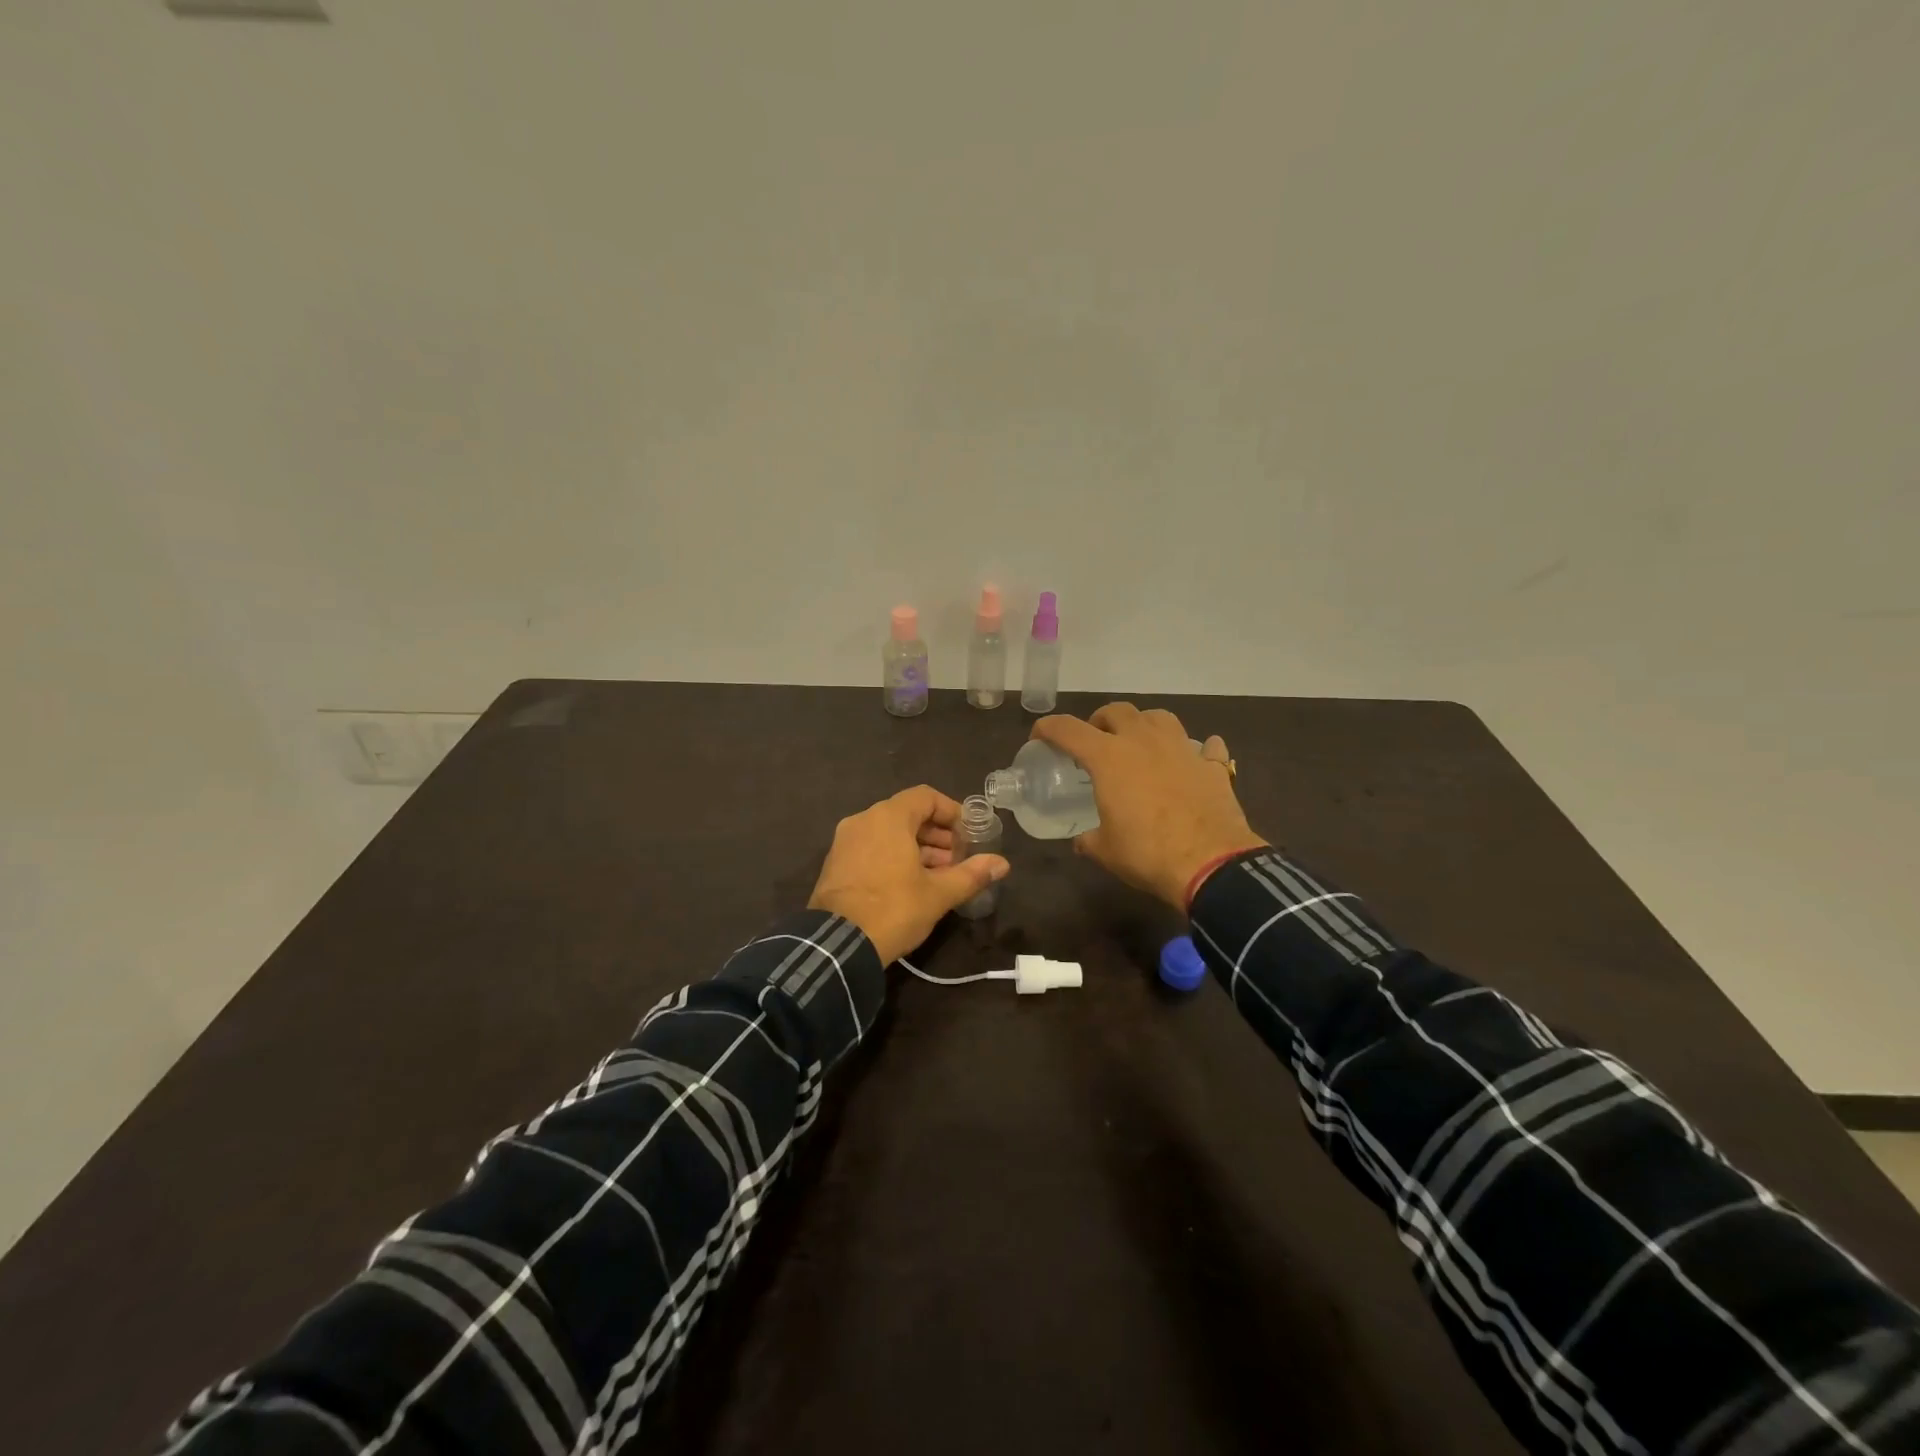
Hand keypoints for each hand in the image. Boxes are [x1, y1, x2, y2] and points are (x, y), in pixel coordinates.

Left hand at [808, 786, 1010, 964]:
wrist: (837, 945)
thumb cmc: (893, 909)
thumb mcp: (938, 894)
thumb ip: (971, 874)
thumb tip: (1002, 863)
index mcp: (888, 817)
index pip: (926, 796)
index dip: (951, 811)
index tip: (968, 834)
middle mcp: (863, 820)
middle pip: (907, 813)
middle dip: (936, 834)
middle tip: (957, 859)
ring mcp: (845, 841)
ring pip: (888, 832)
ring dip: (917, 847)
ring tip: (939, 874)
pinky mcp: (835, 863)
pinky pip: (871, 847)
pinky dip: (893, 855)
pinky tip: (909, 883)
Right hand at [1032, 704, 1266, 908]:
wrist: (1212, 865)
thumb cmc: (1147, 853)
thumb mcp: (1105, 850)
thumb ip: (1089, 839)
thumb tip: (1083, 840)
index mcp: (1109, 757)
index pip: (1068, 729)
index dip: (1048, 728)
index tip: (1040, 736)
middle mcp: (1144, 742)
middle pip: (1117, 711)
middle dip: (1099, 720)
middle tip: (1094, 740)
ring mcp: (1182, 749)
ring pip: (1159, 717)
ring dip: (1143, 724)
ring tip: (1139, 743)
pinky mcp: (1212, 767)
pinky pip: (1206, 747)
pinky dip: (1197, 750)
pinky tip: (1193, 761)